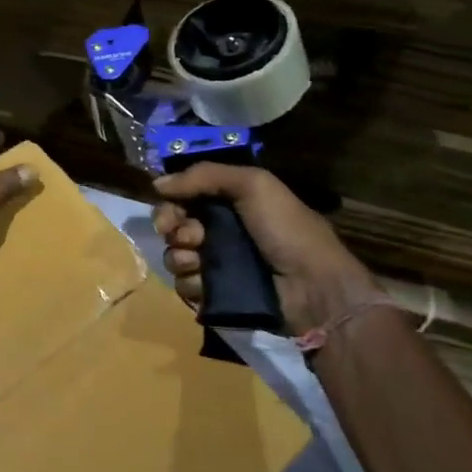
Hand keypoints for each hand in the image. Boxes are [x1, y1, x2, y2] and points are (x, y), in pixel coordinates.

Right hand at [151, 163, 377, 335]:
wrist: (314, 288)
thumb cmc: (287, 231)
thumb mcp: (253, 185)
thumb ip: (204, 175)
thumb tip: (157, 183)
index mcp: (229, 203)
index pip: (184, 197)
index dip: (170, 203)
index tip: (169, 211)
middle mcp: (220, 231)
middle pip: (173, 227)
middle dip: (174, 230)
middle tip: (192, 238)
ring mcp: (217, 265)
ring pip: (175, 258)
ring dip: (182, 259)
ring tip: (201, 263)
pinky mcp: (216, 295)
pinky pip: (185, 287)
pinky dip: (193, 285)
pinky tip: (208, 285)